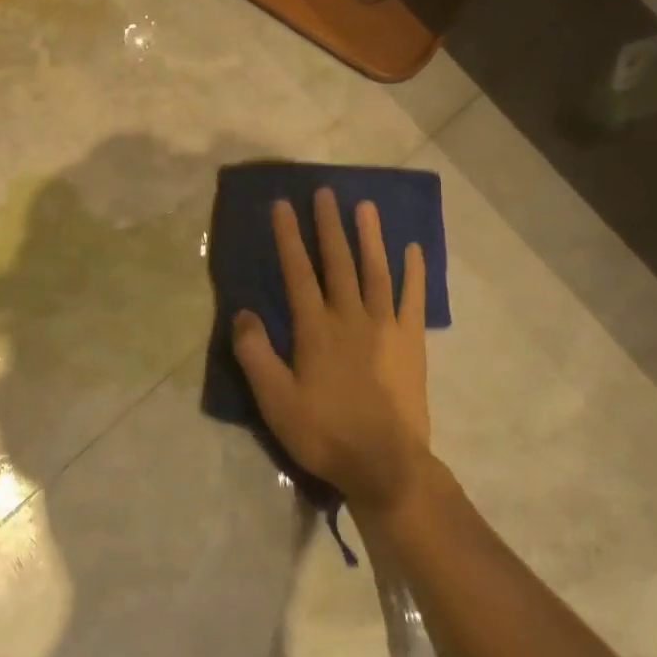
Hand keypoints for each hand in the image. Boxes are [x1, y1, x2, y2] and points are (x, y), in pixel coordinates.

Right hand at [232, 190, 434, 518]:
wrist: (384, 463)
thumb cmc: (323, 432)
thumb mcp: (274, 399)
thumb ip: (255, 353)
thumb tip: (242, 312)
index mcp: (315, 329)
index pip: (298, 272)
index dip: (288, 237)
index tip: (283, 206)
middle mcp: (350, 317)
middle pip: (337, 262)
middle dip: (328, 225)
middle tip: (324, 192)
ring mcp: (385, 327)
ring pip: (375, 271)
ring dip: (369, 237)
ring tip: (365, 207)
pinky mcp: (411, 342)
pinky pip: (413, 299)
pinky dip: (413, 272)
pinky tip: (412, 249)